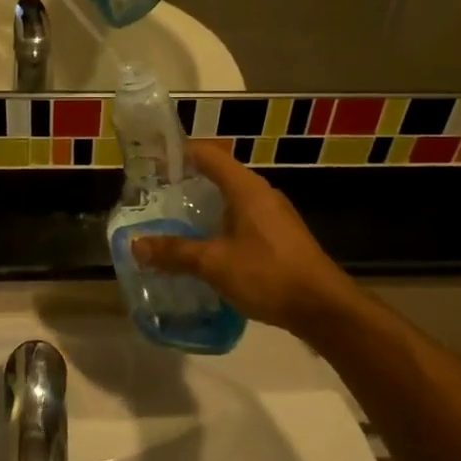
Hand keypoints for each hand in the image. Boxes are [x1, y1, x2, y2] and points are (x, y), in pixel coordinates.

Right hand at [134, 143, 363, 336]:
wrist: (324, 308)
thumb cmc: (268, 274)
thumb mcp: (215, 263)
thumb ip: (175, 252)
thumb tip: (136, 245)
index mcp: (246, 188)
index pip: (208, 154)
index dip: (180, 152)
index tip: (153, 163)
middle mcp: (261, 194)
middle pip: (219, 177)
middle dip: (186, 185)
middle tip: (155, 199)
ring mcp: (274, 216)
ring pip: (231, 202)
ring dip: (203, 210)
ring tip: (174, 226)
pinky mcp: (280, 238)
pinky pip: (242, 222)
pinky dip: (220, 228)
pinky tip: (206, 252)